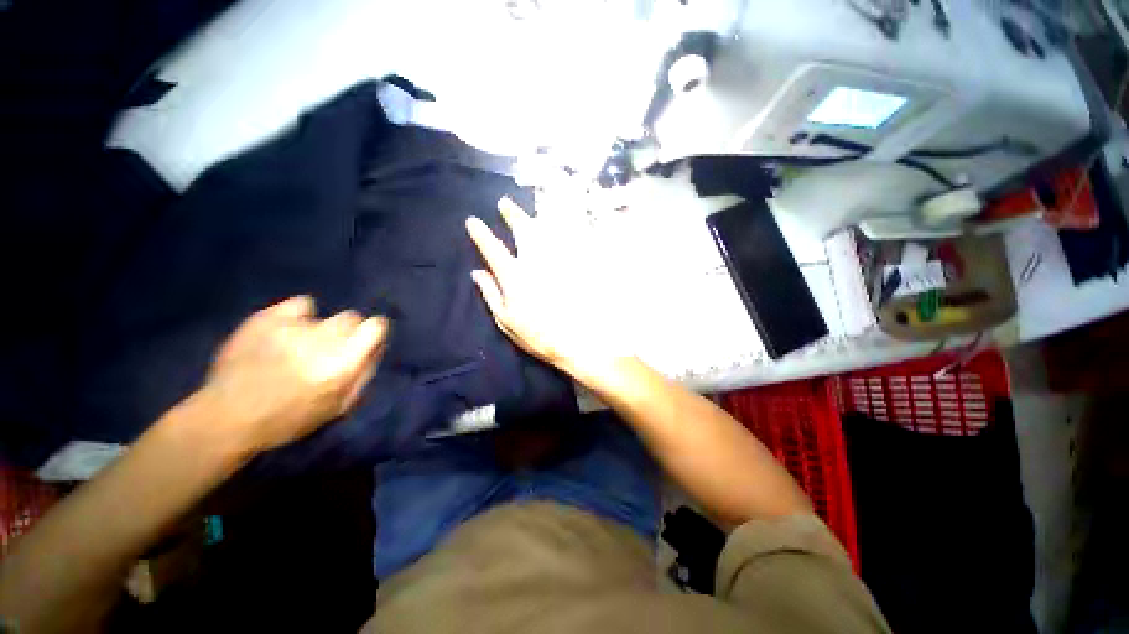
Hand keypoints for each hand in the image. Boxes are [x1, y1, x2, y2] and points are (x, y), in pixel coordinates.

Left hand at [201, 296, 388, 451]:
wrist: (227, 417)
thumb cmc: (289, 419)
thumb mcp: (339, 407)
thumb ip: (364, 373)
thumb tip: (376, 346)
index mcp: (342, 364)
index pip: (375, 326)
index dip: (374, 332)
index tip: (365, 341)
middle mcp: (321, 341)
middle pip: (351, 317)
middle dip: (347, 332)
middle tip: (329, 349)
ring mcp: (292, 328)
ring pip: (325, 316)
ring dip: (320, 329)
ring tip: (300, 346)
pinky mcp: (267, 318)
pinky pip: (300, 304)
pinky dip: (300, 315)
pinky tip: (288, 330)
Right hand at [466, 197, 626, 381]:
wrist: (577, 341)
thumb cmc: (537, 335)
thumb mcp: (505, 320)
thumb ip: (490, 294)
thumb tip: (477, 272)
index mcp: (514, 276)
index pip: (493, 249)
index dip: (481, 234)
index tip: (473, 221)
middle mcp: (535, 262)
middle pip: (522, 230)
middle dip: (511, 214)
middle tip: (504, 203)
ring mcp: (558, 261)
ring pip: (547, 229)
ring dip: (535, 216)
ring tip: (530, 209)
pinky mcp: (576, 264)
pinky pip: (570, 239)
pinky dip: (563, 228)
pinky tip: (560, 224)